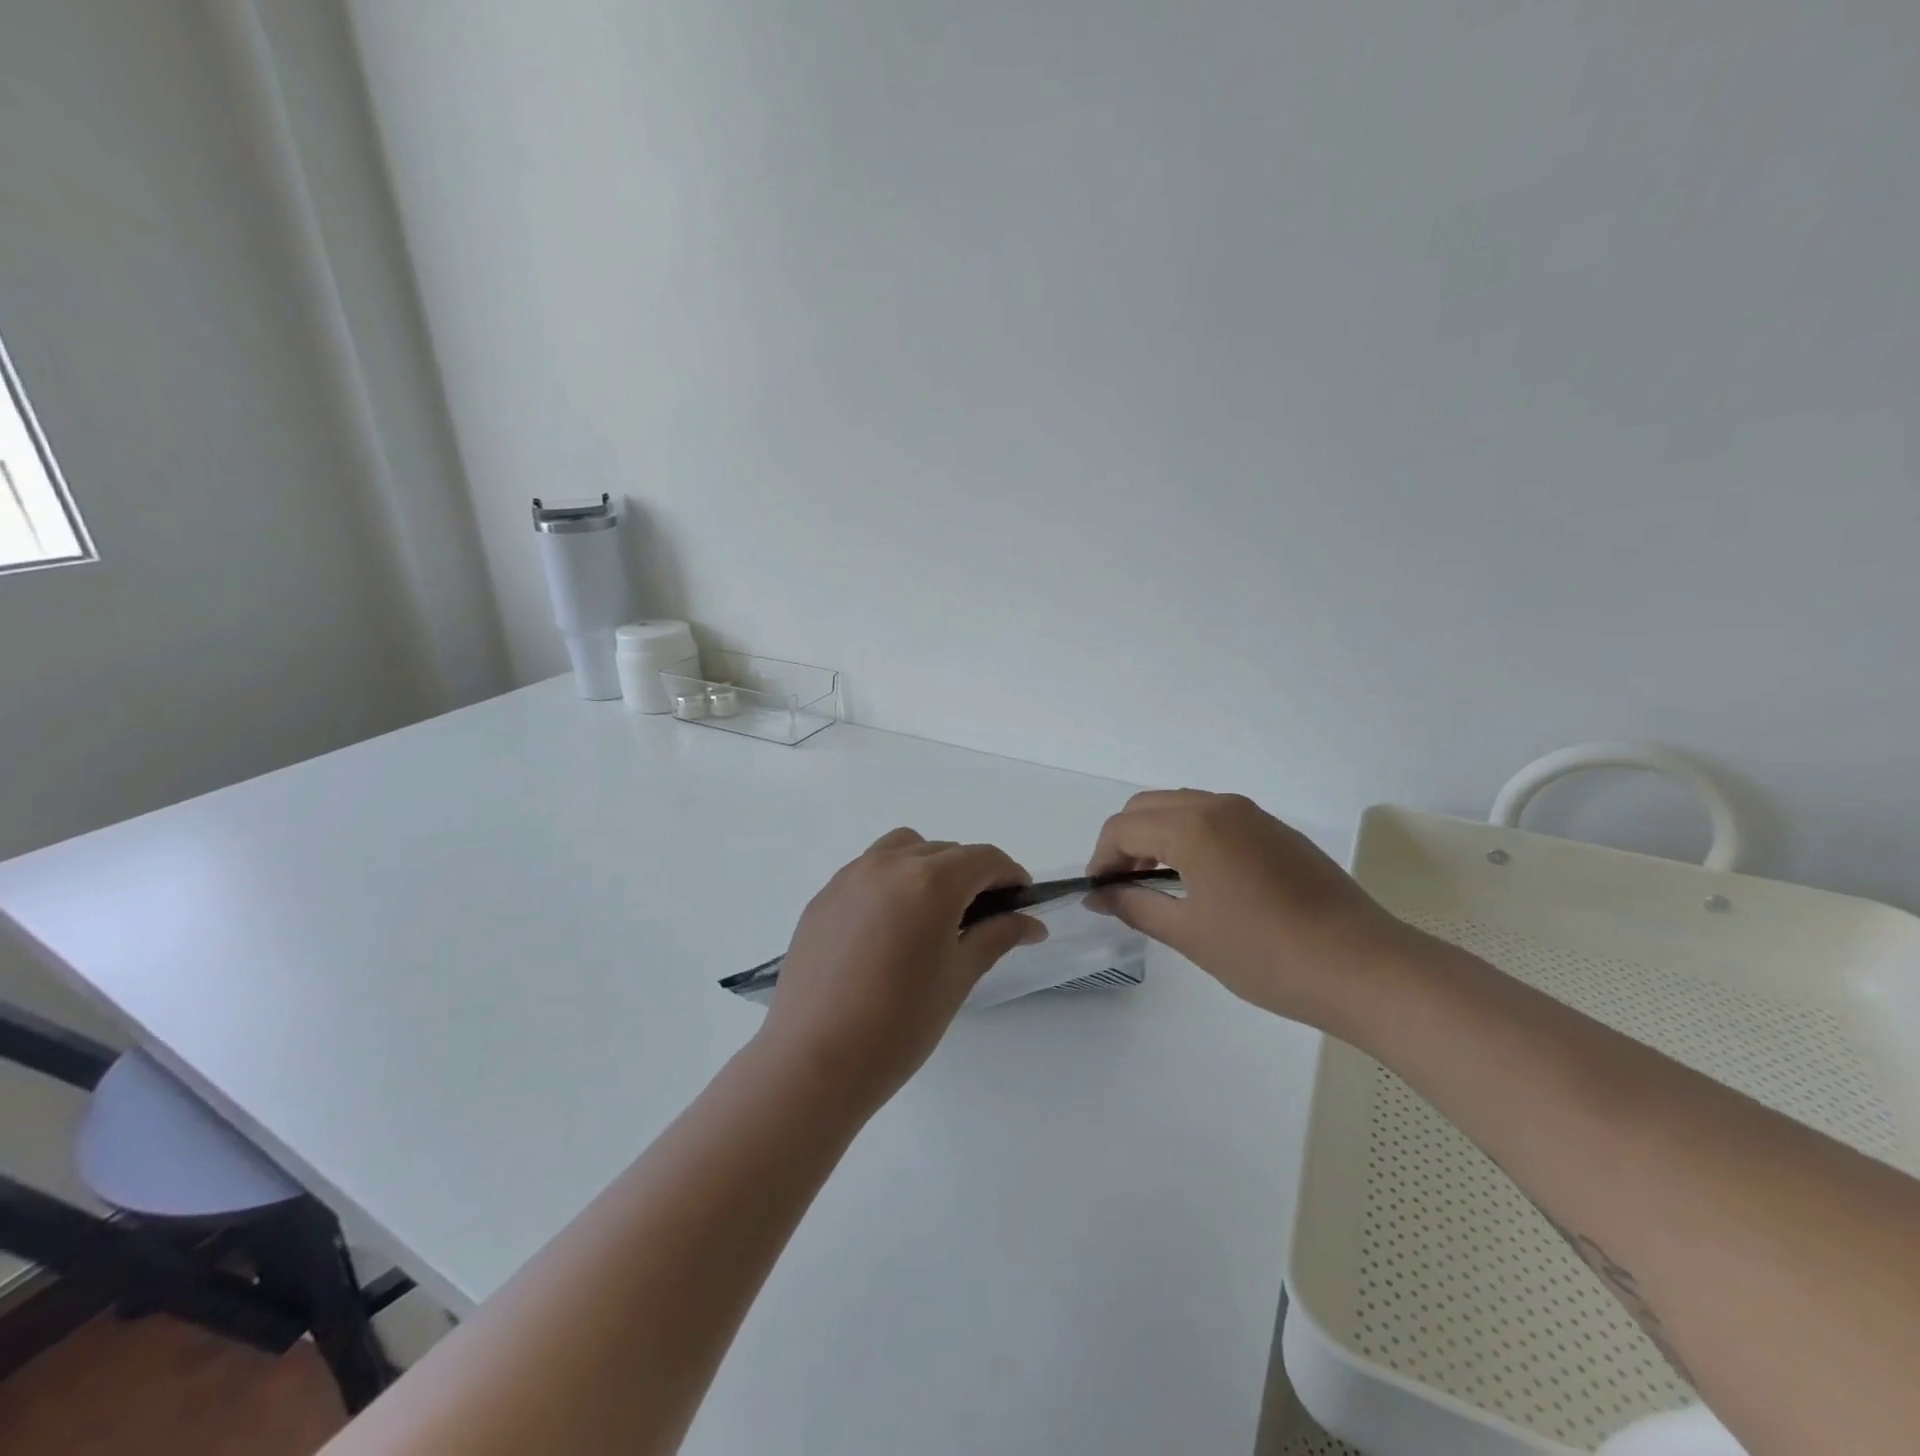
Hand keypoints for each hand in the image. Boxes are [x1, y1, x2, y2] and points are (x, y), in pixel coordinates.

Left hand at [758, 828, 1046, 1110]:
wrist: (813, 1060)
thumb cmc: (899, 1024)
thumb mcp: (958, 977)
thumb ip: (997, 937)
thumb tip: (1031, 923)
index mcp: (930, 881)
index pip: (984, 858)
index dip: (1010, 874)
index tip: (1021, 901)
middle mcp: (889, 864)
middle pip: (945, 851)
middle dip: (972, 874)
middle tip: (983, 917)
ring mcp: (850, 876)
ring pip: (903, 849)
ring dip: (929, 866)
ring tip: (933, 912)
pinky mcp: (824, 896)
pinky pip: (868, 869)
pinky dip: (892, 880)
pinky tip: (890, 927)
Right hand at [1087, 790, 1414, 1031]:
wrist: (1365, 968)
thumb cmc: (1266, 954)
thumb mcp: (1189, 934)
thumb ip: (1135, 906)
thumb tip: (1099, 895)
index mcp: (1193, 825)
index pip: (1123, 827)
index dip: (1101, 858)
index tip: (1099, 893)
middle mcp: (1220, 806)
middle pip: (1149, 806)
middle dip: (1125, 841)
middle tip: (1122, 886)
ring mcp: (1254, 815)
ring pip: (1183, 807)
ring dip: (1157, 836)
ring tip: (1157, 884)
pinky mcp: (1277, 832)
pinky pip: (1216, 819)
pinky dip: (1191, 837)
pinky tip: (1202, 881)